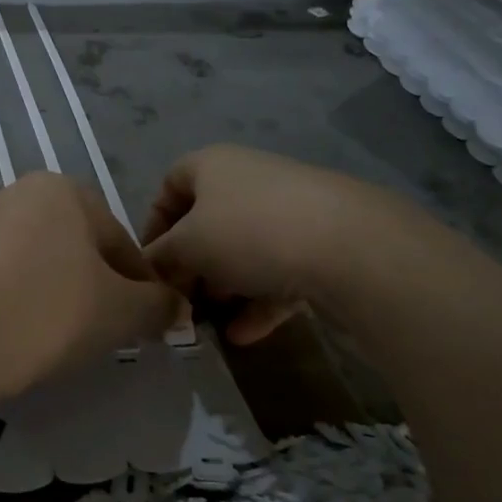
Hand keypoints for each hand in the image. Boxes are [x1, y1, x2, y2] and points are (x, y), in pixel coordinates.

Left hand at [0, 172, 178, 402]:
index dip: (139, 287)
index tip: (142, 324)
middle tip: (99, 333)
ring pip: (33, 263)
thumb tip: (175, 305)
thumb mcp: (120, 313)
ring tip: (53, 340)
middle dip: (93, 289)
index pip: (119, 242)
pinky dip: (10, 302)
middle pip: (74, 248)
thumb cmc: (46, 315)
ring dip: (51, 294)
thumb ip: (157, 304)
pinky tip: (10, 336)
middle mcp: (13, 194)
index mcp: (60, 190)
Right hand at [141, 145, 394, 344]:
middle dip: (190, 265)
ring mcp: (290, 211)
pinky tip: (245, 336)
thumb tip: (150, 271)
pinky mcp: (322, 244)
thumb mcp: (187, 246)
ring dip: (224, 287)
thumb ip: (161, 258)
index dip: (154, 223)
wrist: (351, 247)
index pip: (171, 184)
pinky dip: (259, 301)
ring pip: (244, 250)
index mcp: (213, 165)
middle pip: (208, 223)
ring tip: (209, 324)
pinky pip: (278, 272)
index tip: (151, 264)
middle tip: (180, 301)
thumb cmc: (249, 232)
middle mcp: (250, 180)